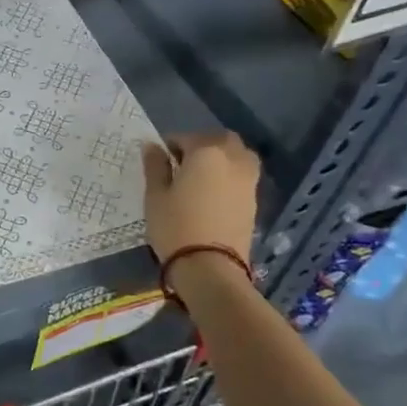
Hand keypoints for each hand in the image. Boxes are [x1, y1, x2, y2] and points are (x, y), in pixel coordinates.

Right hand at [141, 132, 259, 263]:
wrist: (210, 267)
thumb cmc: (175, 227)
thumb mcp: (155, 196)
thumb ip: (155, 166)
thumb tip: (152, 146)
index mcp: (206, 152)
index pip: (185, 137)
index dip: (169, 146)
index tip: (159, 161)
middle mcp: (233, 158)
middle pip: (219, 140)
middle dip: (201, 146)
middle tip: (182, 165)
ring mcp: (248, 179)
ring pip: (236, 155)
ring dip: (220, 158)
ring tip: (201, 178)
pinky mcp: (254, 199)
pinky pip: (242, 175)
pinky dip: (229, 176)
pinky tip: (213, 194)